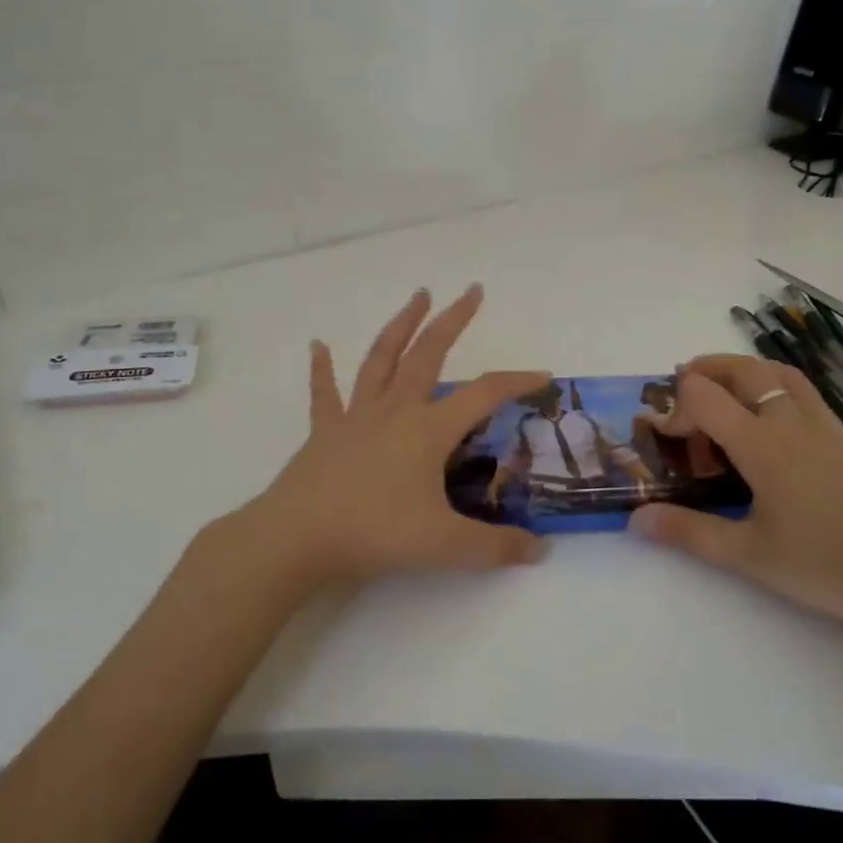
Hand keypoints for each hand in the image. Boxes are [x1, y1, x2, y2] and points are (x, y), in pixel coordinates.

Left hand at [213, 285, 549, 593]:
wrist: (298, 537)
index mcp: (427, 430)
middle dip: (453, 319)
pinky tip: (318, 345)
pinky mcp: (325, 431)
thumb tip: (541, 552)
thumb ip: (496, 548)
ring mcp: (357, 416)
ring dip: (401, 325)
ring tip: (417, 296)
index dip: (517, 382)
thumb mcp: (445, 546)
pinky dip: (322, 368)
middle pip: (429, 353)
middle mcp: (395, 410)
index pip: (484, 395)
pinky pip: (324, 393)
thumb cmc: (375, 533)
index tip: (543, 376)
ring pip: (382, 358)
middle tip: (471, 290)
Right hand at [626, 355, 842, 630]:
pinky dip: (777, 385)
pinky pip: (805, 394)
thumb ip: (689, 533)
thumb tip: (637, 519)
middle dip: (707, 368)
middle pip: (745, 370)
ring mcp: (823, 429)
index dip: (676, 408)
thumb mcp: (749, 555)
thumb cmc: (826, 564)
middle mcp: (790, 423)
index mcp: (762, 444)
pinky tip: (775, 417)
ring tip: (725, 386)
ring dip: (745, 369)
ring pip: (781, 374)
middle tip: (682, 382)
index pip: (706, 398)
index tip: (666, 438)